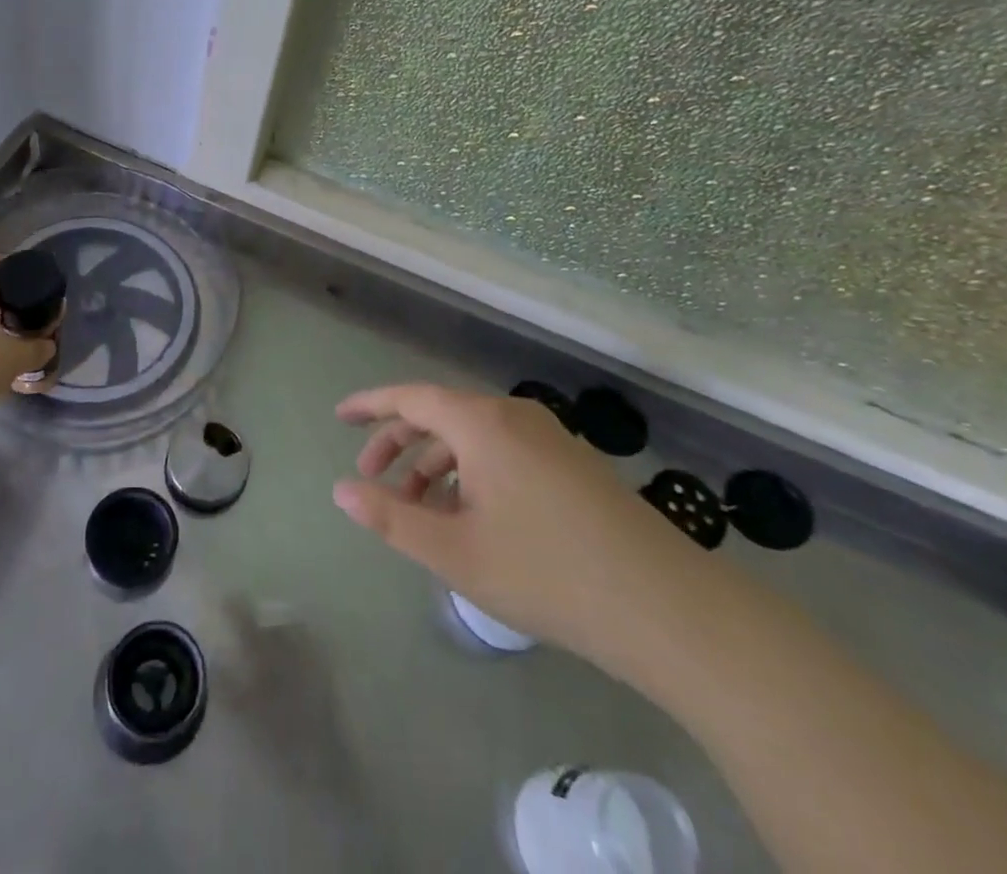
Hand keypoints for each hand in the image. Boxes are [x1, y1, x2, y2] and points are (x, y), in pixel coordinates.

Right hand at [333, 383, 715, 685]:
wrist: (666, 607)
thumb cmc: (547, 573)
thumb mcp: (455, 552)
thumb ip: (391, 518)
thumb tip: (341, 490)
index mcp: (482, 423)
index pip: (410, 398)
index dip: (371, 405)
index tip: (340, 416)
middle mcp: (513, 416)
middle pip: (441, 415)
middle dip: (400, 444)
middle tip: (372, 480)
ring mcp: (549, 437)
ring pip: (473, 437)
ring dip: (436, 466)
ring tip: (418, 512)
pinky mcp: (572, 463)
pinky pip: (502, 451)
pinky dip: (471, 473)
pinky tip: (469, 517)